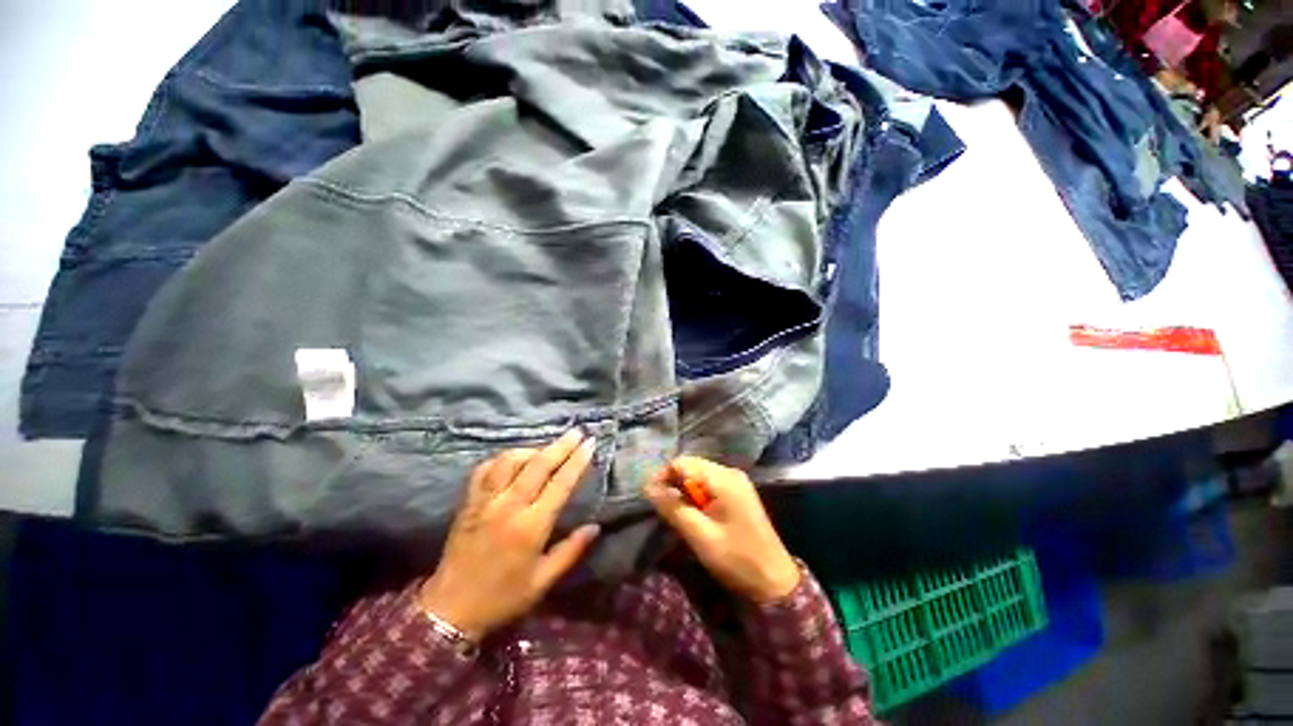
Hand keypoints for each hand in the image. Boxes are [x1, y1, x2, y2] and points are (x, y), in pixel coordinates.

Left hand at [418, 429, 599, 640]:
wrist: (449, 609)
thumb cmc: (502, 597)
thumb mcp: (542, 581)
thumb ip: (571, 551)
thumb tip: (595, 527)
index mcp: (530, 527)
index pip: (560, 483)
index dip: (577, 461)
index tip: (590, 444)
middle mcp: (508, 507)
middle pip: (538, 464)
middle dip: (561, 445)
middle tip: (576, 432)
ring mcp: (484, 501)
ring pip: (510, 460)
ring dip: (532, 449)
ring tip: (547, 448)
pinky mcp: (468, 502)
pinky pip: (485, 469)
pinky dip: (502, 459)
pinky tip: (513, 460)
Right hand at [645, 456, 799, 603]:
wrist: (775, 581)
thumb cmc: (737, 559)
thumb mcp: (700, 535)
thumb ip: (673, 508)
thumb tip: (648, 487)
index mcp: (723, 478)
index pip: (683, 463)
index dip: (663, 476)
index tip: (650, 496)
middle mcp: (730, 472)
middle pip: (691, 466)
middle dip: (673, 483)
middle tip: (662, 508)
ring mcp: (736, 482)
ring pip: (698, 475)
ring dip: (684, 491)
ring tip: (676, 513)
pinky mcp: (738, 493)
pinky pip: (709, 485)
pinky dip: (696, 496)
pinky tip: (694, 513)